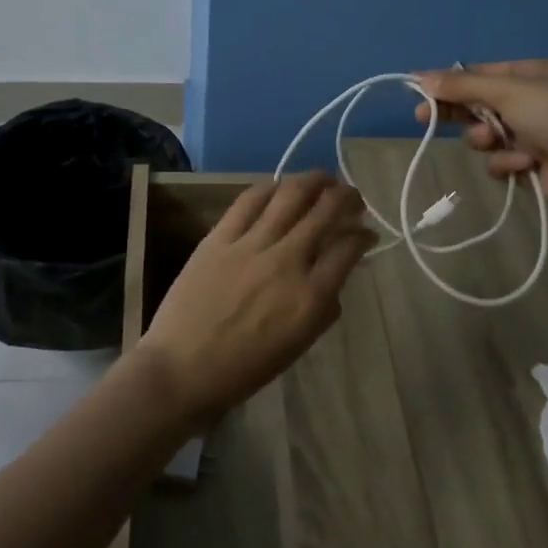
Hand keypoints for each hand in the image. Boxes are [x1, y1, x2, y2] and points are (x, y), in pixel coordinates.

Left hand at [134, 172, 375, 423]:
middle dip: (346, 197)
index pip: (349, 249)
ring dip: (314, 181)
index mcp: (310, 297)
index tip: (366, 232)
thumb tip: (334, 277)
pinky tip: (279, 187)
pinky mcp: (219, 237)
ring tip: (324, 178)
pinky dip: (270, 188)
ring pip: (291, 196)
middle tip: (352, 196)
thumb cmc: (243, 368)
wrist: (181, 369)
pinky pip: (249, 201)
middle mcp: (286, 262)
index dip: (363, 235)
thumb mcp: (297, 346)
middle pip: (325, 212)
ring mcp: (251, 245)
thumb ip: (322, 308)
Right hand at [412, 59, 547, 207]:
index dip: (451, 82)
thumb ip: (462, 86)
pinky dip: (507, 162)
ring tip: (493, 140)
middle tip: (424, 118)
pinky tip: (522, 163)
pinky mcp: (534, 166)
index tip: (420, 91)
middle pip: (480, 104)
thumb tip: (419, 77)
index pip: (482, 74)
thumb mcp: (507, 90)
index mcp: (534, 75)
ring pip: (487, 135)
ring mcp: (535, 135)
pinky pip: (502, 161)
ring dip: (486, 138)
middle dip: (459, 112)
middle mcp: (534, 102)